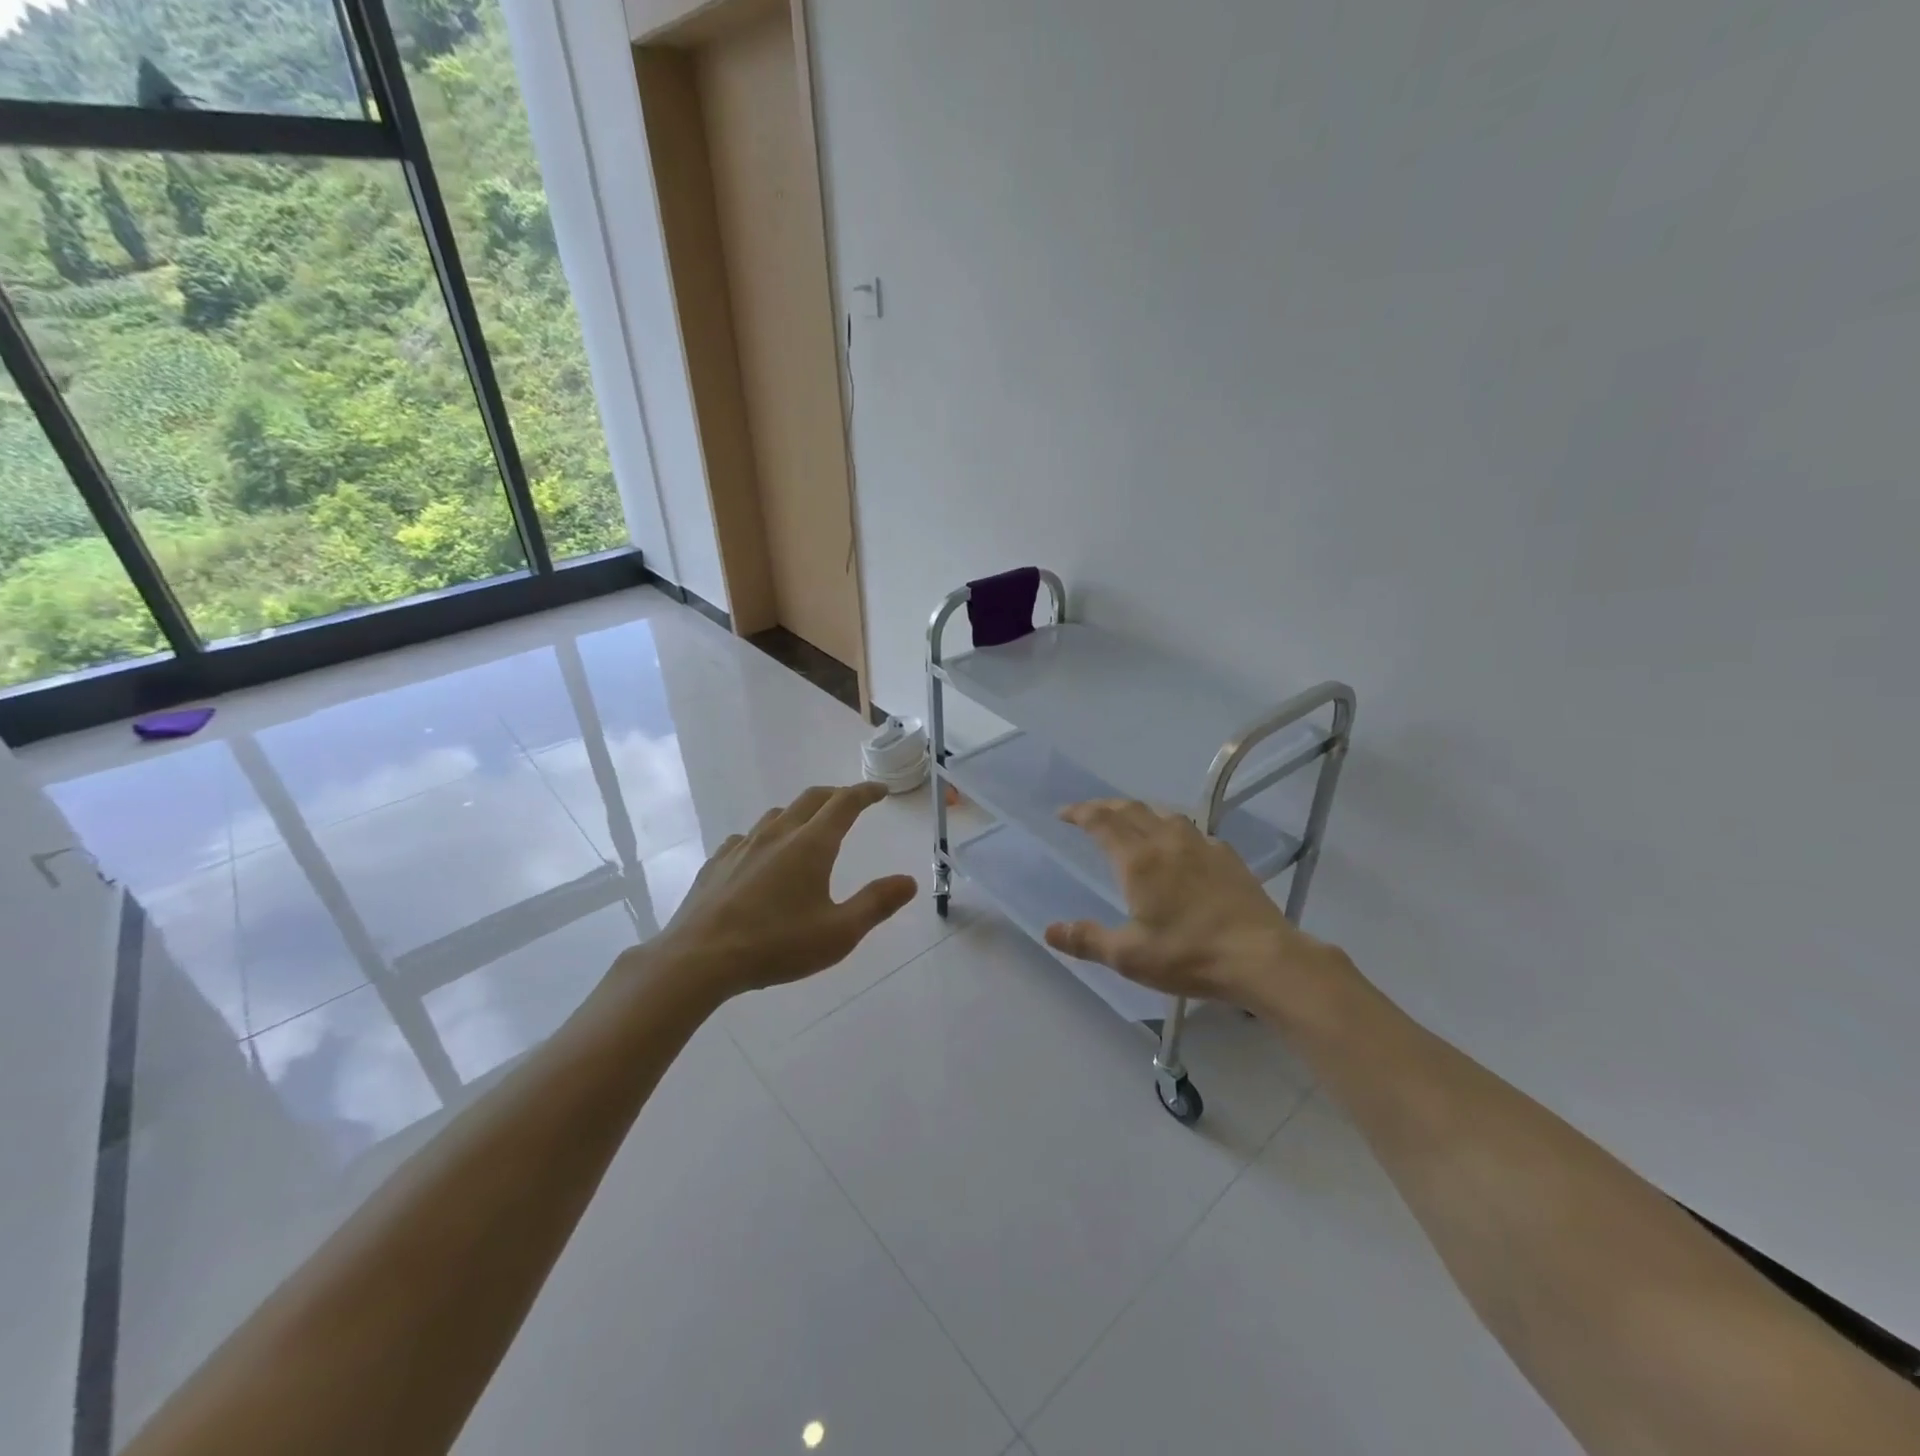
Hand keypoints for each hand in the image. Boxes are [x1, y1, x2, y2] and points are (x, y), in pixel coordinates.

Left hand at [641, 782, 917, 1002]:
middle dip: (836, 795)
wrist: (699, 959)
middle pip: (811, 799)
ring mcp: (742, 846)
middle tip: (851, 801)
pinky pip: (746, 837)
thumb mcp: (838, 933)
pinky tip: (761, 856)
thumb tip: (908, 881)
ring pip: (776, 815)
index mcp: (811, 845)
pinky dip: (765, 836)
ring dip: (799, 813)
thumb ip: (876, 904)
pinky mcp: (716, 863)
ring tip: (808, 828)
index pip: (844, 803)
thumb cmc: (776, 945)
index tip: (880, 790)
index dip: (865, 793)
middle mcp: (777, 835)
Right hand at [1045, 799, 1349, 1017]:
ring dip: (1139, 812)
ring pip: (1163, 814)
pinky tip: (1178, 846)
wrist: (1261, 957)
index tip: (1063, 813)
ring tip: (1131, 821)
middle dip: (1105, 806)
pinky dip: (1171, 828)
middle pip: (1130, 810)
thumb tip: (1049, 930)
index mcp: (1138, 860)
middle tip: (1089, 812)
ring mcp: (1201, 845)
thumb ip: (1087, 940)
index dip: (1080, 813)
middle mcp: (1167, 842)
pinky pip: (1191, 830)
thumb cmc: (1189, 955)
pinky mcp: (1227, 857)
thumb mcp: (1129, 956)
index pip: (1102, 822)